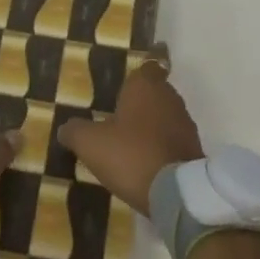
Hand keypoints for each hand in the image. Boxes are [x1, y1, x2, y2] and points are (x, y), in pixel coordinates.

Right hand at [56, 44, 203, 214]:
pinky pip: (174, 139)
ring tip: (133, 143)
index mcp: (145, 85)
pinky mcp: (194, 148)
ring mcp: (185, 122)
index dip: (136, 75)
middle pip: (156, 91)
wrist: (176, 192)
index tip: (125, 86)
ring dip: (153, 125)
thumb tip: (64, 128)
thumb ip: (75, 131)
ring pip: (166, 115)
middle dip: (141, 102)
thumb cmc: (131, 155)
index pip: (147, 66)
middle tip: (121, 117)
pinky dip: (163, 145)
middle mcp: (169, 96)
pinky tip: (149, 163)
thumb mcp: (91, 144)